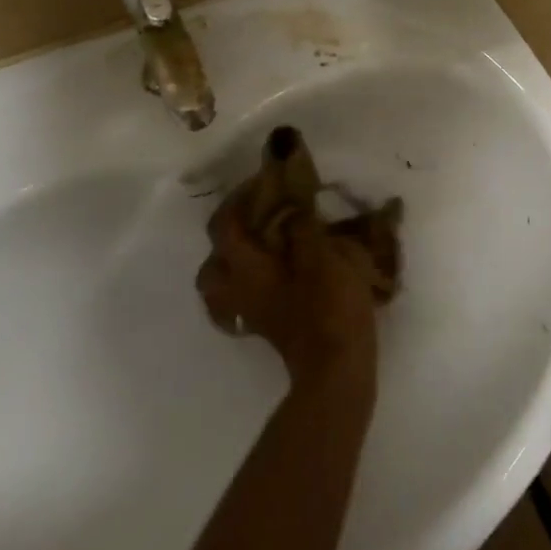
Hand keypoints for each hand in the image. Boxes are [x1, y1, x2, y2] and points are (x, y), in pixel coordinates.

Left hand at [196, 207, 379, 387]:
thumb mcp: (322, 255)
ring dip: (236, 261)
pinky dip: (251, 283)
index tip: (263, 180)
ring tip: (264, 244)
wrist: (338, 369)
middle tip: (258, 215)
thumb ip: (302, 228)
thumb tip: (292, 210)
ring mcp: (248, 313)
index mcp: (246, 268)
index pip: (226, 225)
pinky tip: (277, 273)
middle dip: (229, 233)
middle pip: (213, 260)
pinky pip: (242, 298)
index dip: (240, 198)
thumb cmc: (328, 307)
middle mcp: (237, 290)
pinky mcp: (265, 327)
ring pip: (222, 283)